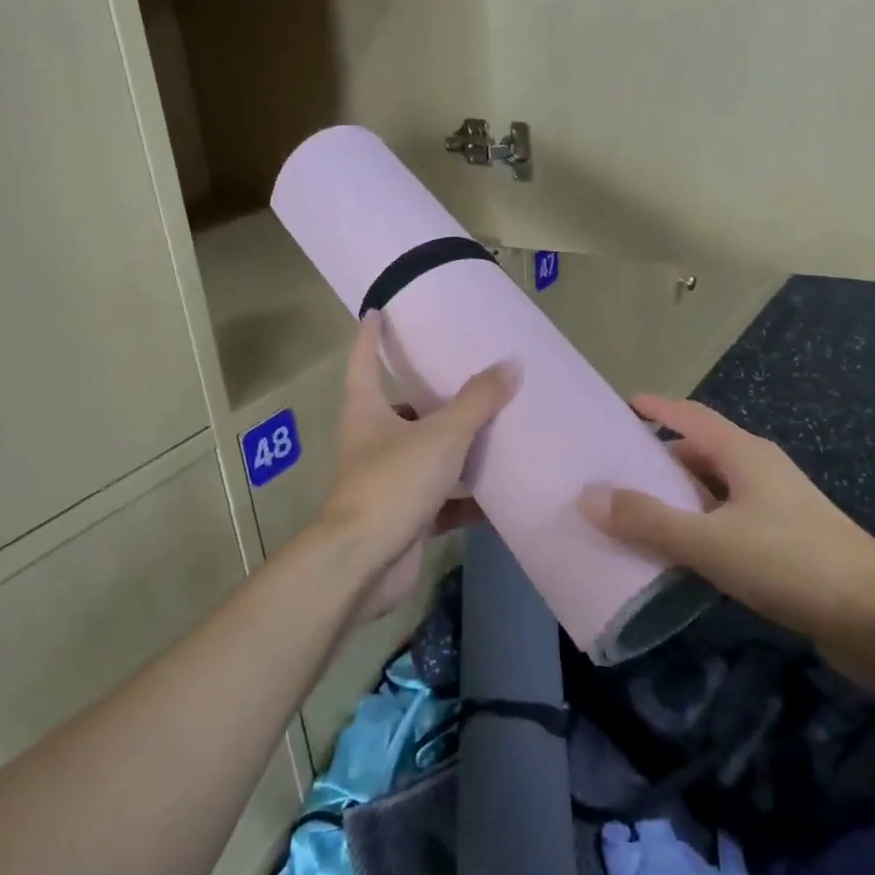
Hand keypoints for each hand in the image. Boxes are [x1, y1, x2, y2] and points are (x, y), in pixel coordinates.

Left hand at [313, 314, 515, 622]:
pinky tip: (500, 495)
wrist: (364, 563)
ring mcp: (386, 482)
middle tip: (466, 378)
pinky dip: (466, 498)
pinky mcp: (403, 517)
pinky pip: (441, 500)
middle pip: (400, 410)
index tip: (376, 311)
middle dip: (428, 397)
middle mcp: (372, 442)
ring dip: (455, 449)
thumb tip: (510, 365)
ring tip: (495, 432)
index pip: (364, 361)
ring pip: (425, 456)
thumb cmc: (393, 483)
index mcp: (367, 411)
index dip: (370, 335)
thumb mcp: (441, 435)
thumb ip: (476, 402)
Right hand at [578, 396, 874, 690]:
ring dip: (676, 501)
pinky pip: (727, 526)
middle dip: (657, 460)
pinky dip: (697, 532)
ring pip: (713, 494)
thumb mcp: (711, 541)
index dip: (655, 408)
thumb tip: (589, 495)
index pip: (690, 416)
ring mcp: (777, 511)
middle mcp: (760, 474)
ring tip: (632, 516)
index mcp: (744, 456)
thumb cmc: (795, 565)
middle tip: (611, 473)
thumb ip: (648, 520)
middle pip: (699, 454)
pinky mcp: (787, 547)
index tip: (619, 406)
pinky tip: (677, 558)